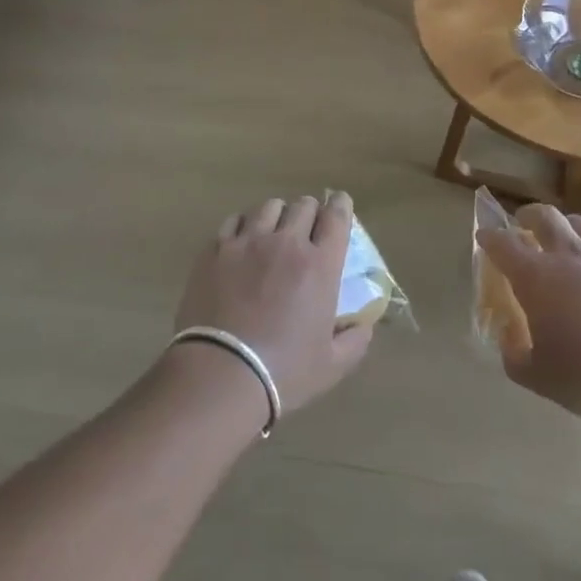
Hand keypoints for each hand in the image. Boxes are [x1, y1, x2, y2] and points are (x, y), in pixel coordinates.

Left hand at [174, 192, 373, 415]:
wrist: (221, 375)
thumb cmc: (284, 371)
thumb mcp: (333, 364)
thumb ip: (355, 340)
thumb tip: (364, 326)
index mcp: (320, 264)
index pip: (337, 216)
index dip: (341, 205)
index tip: (340, 205)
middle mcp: (286, 243)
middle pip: (302, 205)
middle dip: (310, 212)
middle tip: (306, 229)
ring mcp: (247, 243)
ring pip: (267, 207)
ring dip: (277, 216)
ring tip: (273, 231)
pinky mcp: (215, 251)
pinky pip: (233, 222)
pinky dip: (243, 225)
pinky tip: (241, 241)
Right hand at [479, 204, 580, 422]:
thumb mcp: (537, 377)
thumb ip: (513, 354)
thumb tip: (508, 334)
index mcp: (535, 277)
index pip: (503, 245)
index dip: (490, 238)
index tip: (485, 237)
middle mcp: (568, 253)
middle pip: (544, 217)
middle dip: (529, 216)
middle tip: (524, 223)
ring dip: (568, 224)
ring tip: (567, 232)